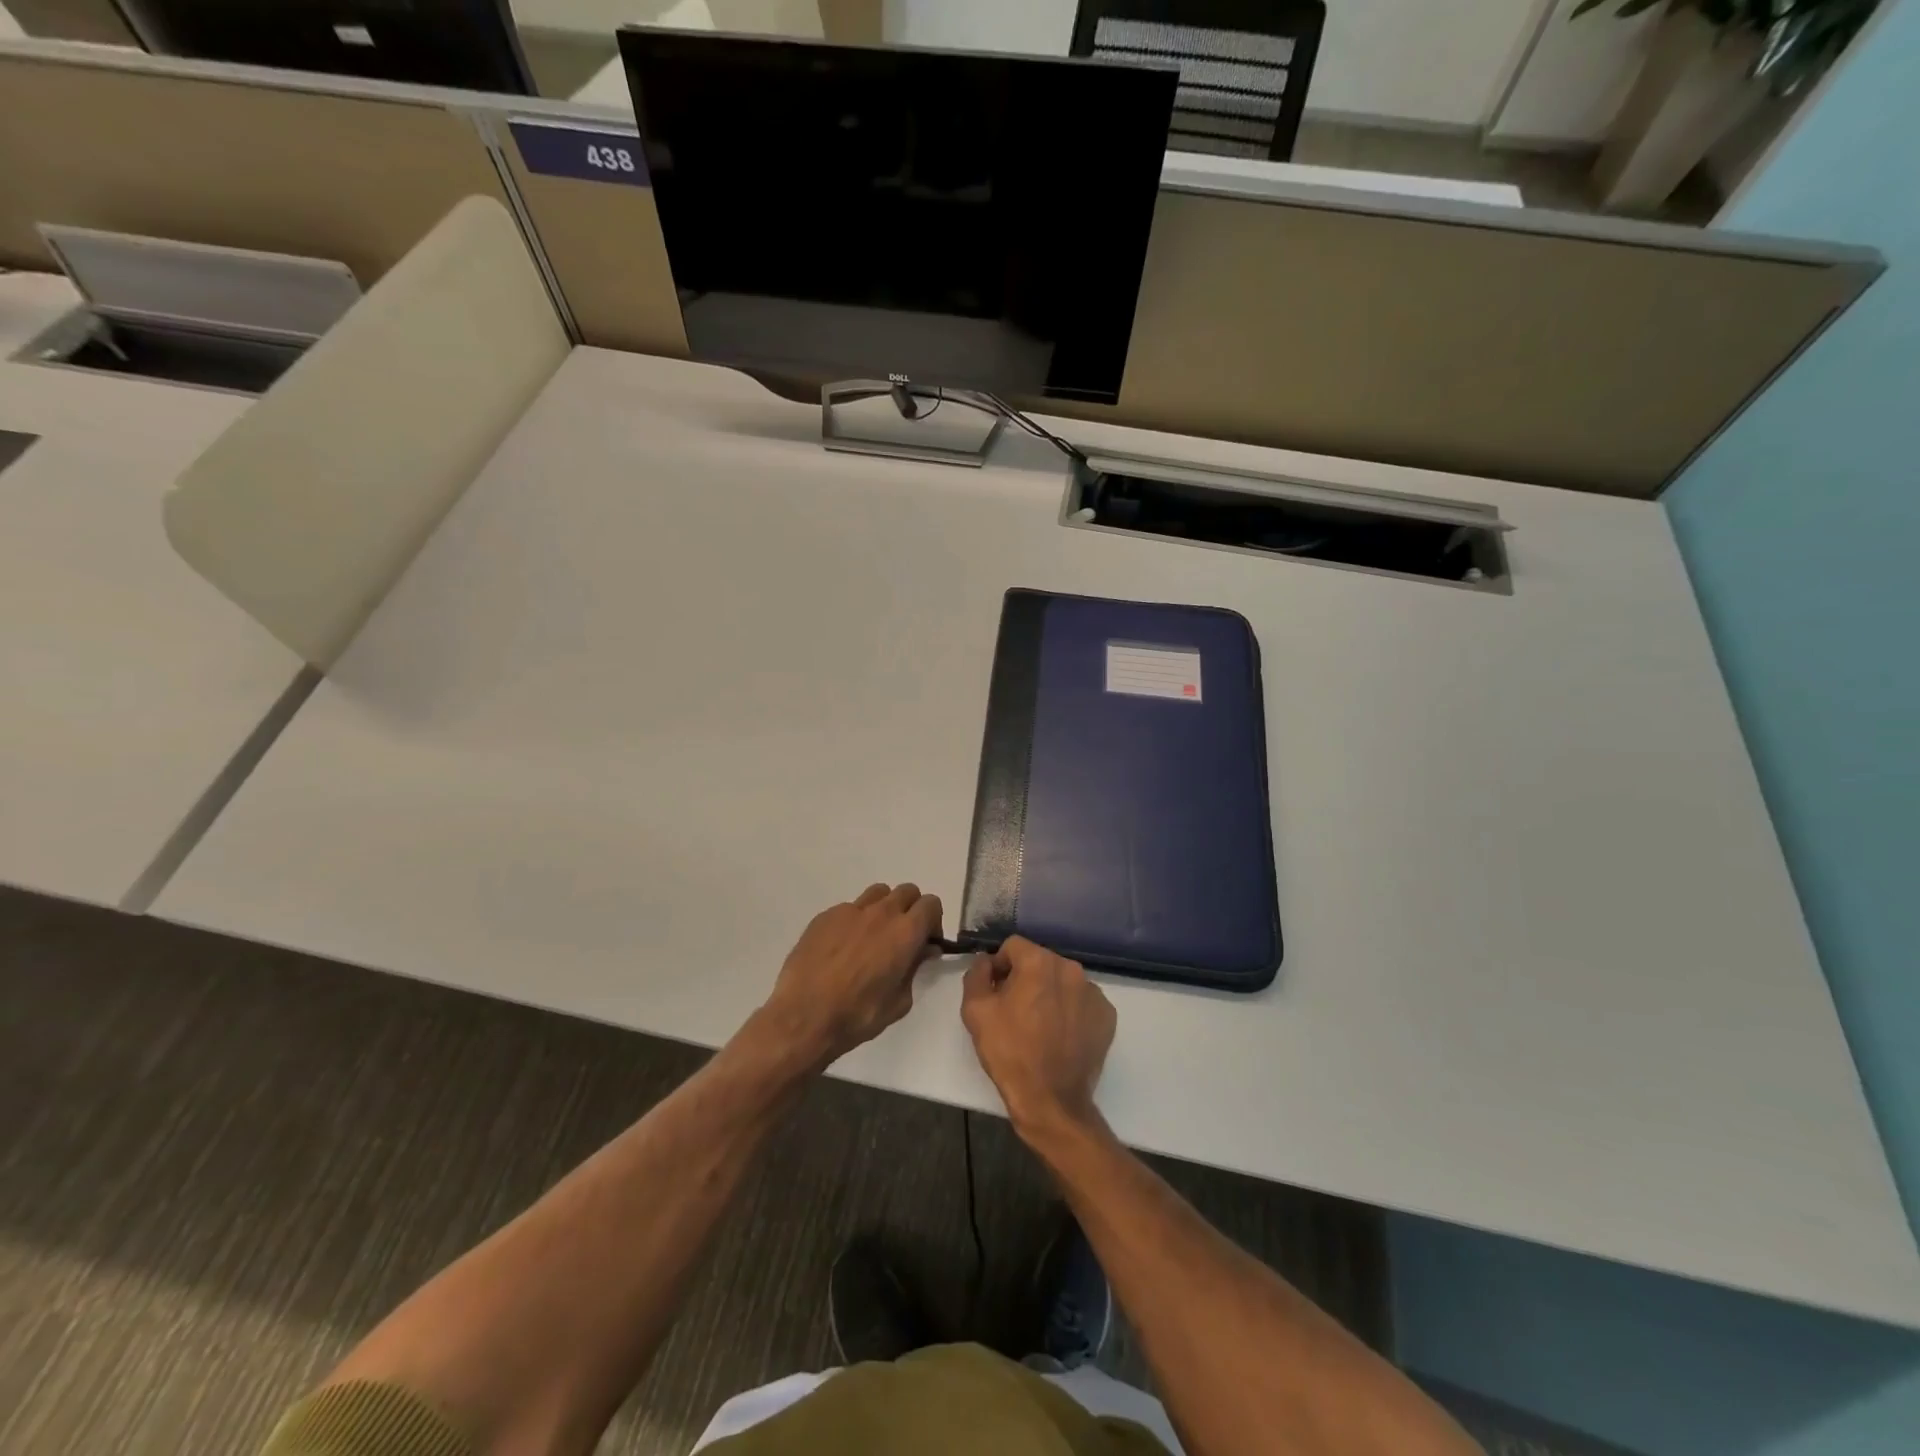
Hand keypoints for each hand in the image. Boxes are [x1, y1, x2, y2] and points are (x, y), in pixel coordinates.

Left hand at [758, 883, 942, 1069]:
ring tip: (873, 937)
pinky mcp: (825, 916)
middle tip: (903, 937)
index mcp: (905, 932)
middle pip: (907, 891)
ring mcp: (850, 911)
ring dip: (884, 908)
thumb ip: (915, 969)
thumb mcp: (899, 1002)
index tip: (926, 941)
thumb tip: (923, 951)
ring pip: (878, 893)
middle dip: (911, 909)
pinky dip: (854, 921)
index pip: (931, 904)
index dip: (933, 920)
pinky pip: (849, 909)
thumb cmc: (858, 1016)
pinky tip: (842, 948)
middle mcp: (881, 913)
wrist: (803, 1016)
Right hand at [961, 937, 1115, 1142]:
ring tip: (1039, 1026)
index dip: (1000, 966)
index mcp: (1039, 962)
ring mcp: (1094, 992)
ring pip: (1062, 981)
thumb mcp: (976, 1011)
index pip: (1013, 947)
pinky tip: (1060, 1036)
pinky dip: (1070, 1011)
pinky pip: (1082, 1001)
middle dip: (1025, 978)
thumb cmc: (1009, 1052)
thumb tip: (986, 962)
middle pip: (1040, 962)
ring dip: (1049, 993)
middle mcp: (1071, 969)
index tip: (996, 992)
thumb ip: (977, 974)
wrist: (1051, 1100)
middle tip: (1015, 1010)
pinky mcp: (1107, 1016)